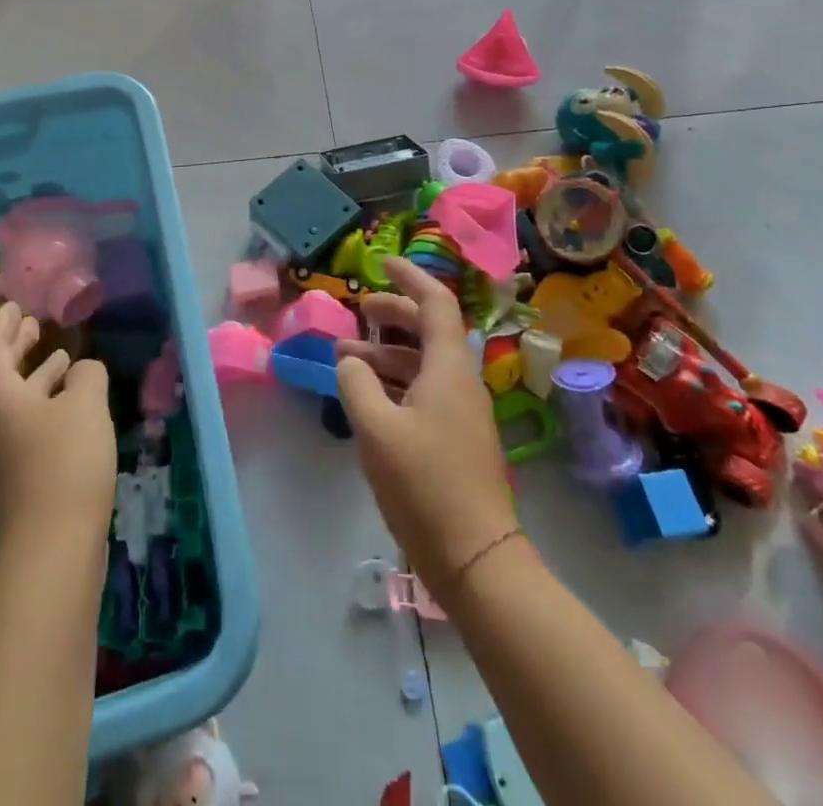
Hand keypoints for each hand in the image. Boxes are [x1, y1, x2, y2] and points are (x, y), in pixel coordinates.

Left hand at [0, 303, 115, 553]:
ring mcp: (1, 456)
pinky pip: (26, 427)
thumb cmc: (64, 462)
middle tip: (35, 325)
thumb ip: (86, 376)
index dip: (4, 323)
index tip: (16, 305)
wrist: (50, 551)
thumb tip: (82, 371)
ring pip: (15, 402)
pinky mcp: (17, 481)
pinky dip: (45, 406)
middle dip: (18, 347)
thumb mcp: (85, 405)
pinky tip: (71, 410)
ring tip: (61, 359)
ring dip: (36, 377)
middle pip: (0, 375)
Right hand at [336, 258, 516, 595]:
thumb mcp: (377, 429)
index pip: (435, 303)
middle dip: (393, 315)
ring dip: (387, 354)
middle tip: (359, 311)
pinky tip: (367, 398)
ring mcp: (461, 412)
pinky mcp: (456, 439)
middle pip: (429, 330)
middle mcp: (460, 381)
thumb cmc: (426, 484)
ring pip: (423, 364)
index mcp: (449, 367)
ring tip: (346, 360)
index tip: (382, 264)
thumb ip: (357, 384)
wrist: (476, 558)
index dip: (410, 278)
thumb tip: (350, 362)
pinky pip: (424, 391)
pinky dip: (394, 383)